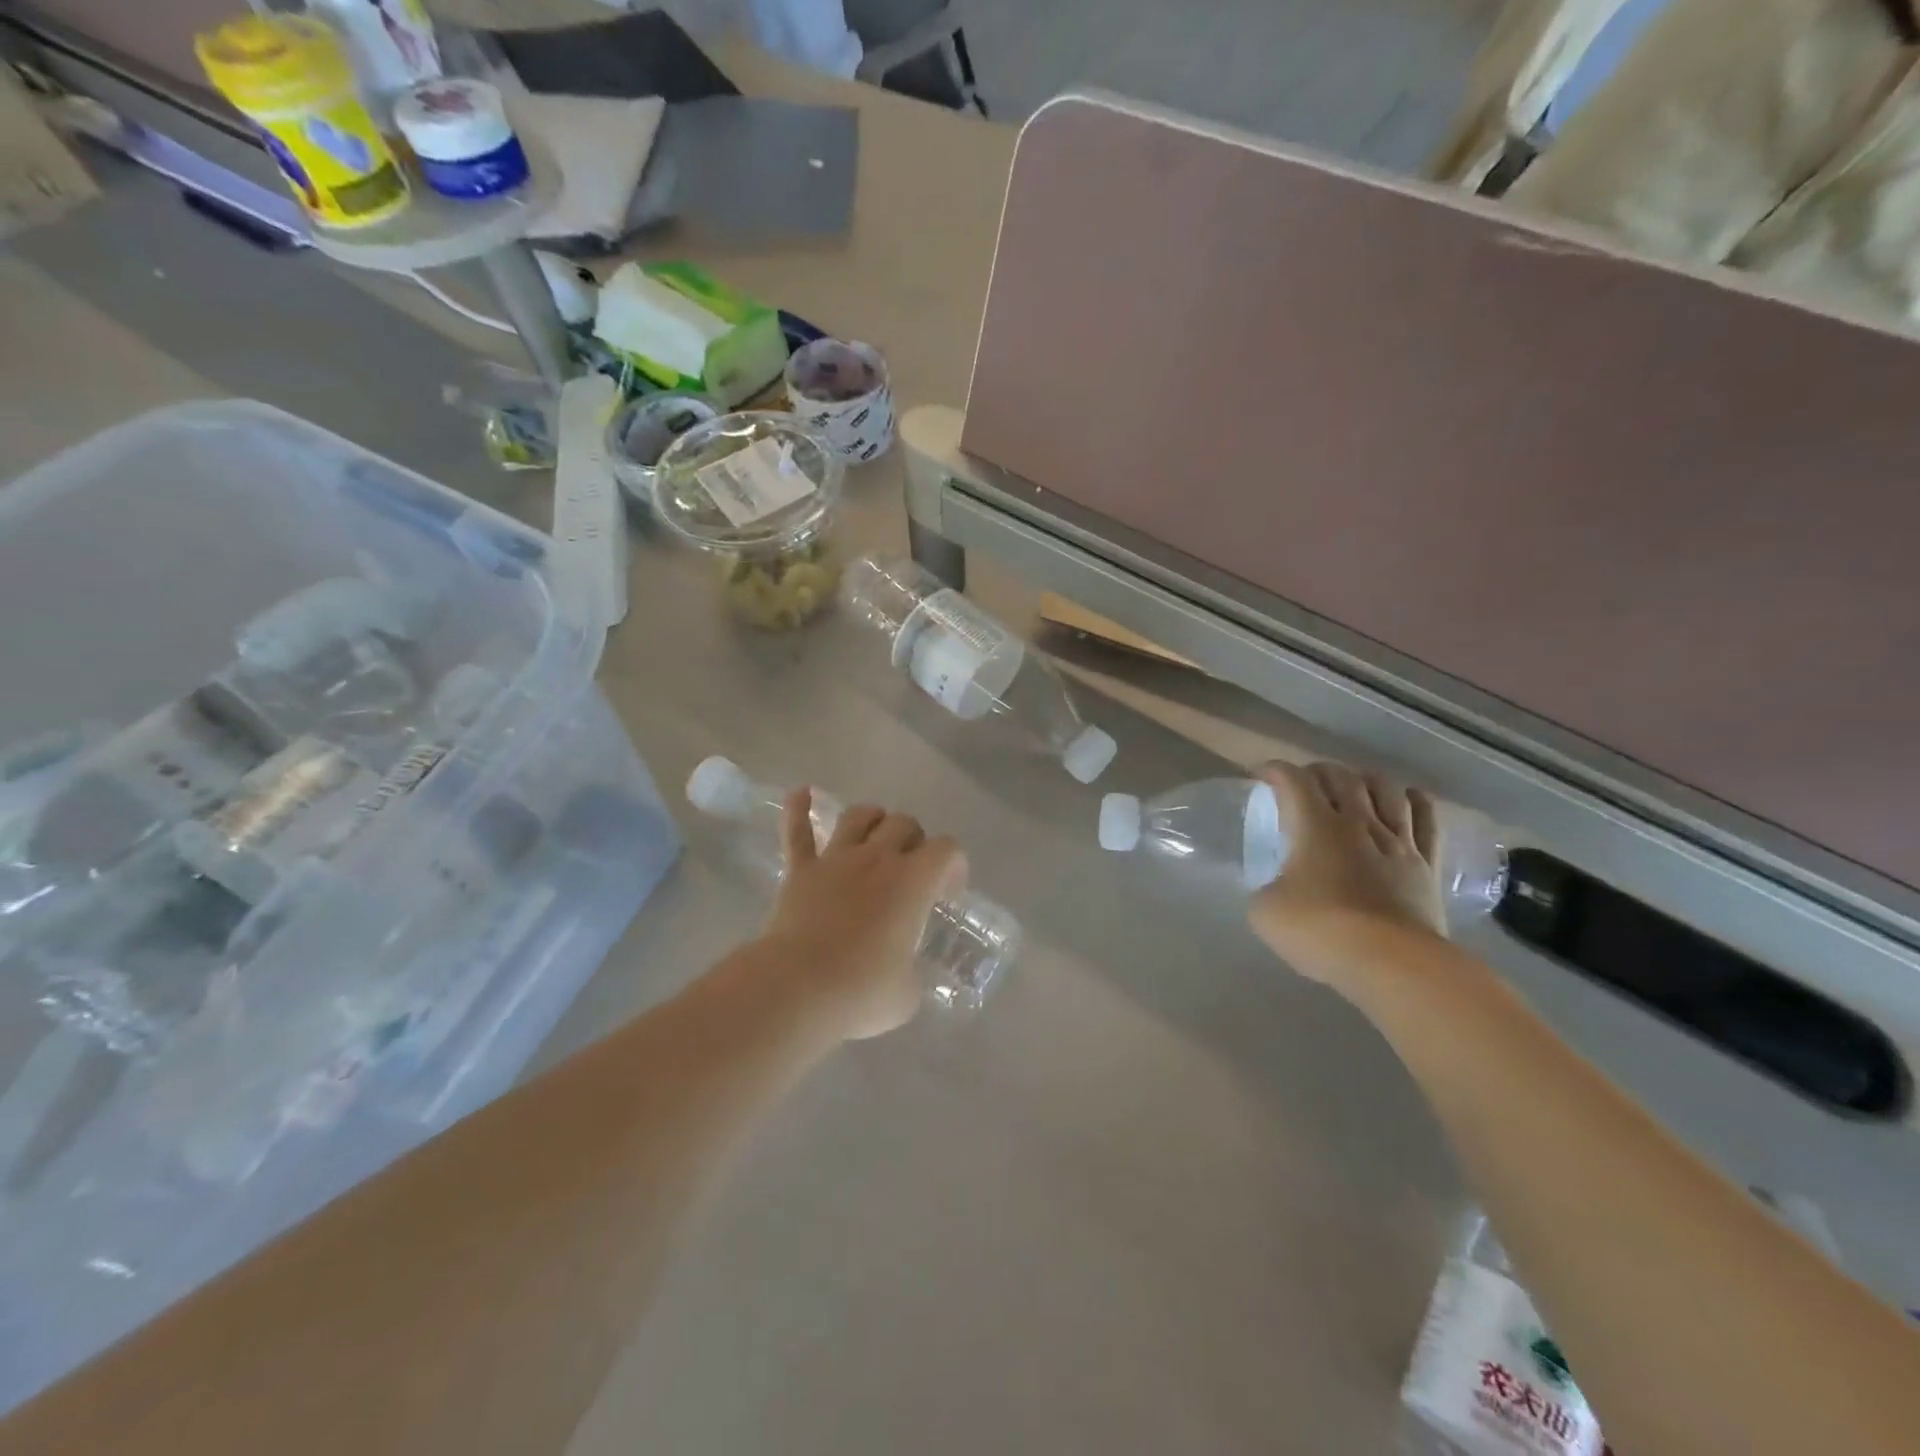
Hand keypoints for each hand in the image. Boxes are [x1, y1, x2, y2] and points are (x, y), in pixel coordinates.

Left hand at [756, 790, 964, 1040]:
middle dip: (915, 840)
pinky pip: (797, 832)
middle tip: (912, 869)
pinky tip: (801, 792)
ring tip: (876, 832)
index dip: (955, 864)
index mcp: (913, 882)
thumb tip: (902, 974)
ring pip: (859, 816)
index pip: (946, 850)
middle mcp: (877, 859)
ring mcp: (835, 860)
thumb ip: (910, 973)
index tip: (949, 891)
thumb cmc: (861, 991)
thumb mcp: (905, 994)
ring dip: (873, 818)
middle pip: (903, 824)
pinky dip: (798, 809)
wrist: (797, 987)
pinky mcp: (800, 871)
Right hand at [1248, 761, 1446, 993]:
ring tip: (1354, 785)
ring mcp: (1397, 841)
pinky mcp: (1427, 864)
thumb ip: (1264, 889)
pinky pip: (1426, 819)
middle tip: (1304, 781)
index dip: (1275, 770)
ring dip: (1365, 779)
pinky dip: (1415, 800)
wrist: (1392, 963)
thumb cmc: (1321, 931)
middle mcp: (1357, 822)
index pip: (1293, 780)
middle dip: (1318, 771)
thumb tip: (1271, 888)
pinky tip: (1407, 798)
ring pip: (1386, 789)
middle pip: (1341, 777)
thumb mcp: (1266, 912)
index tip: (1261, 775)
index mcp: (1314, 826)